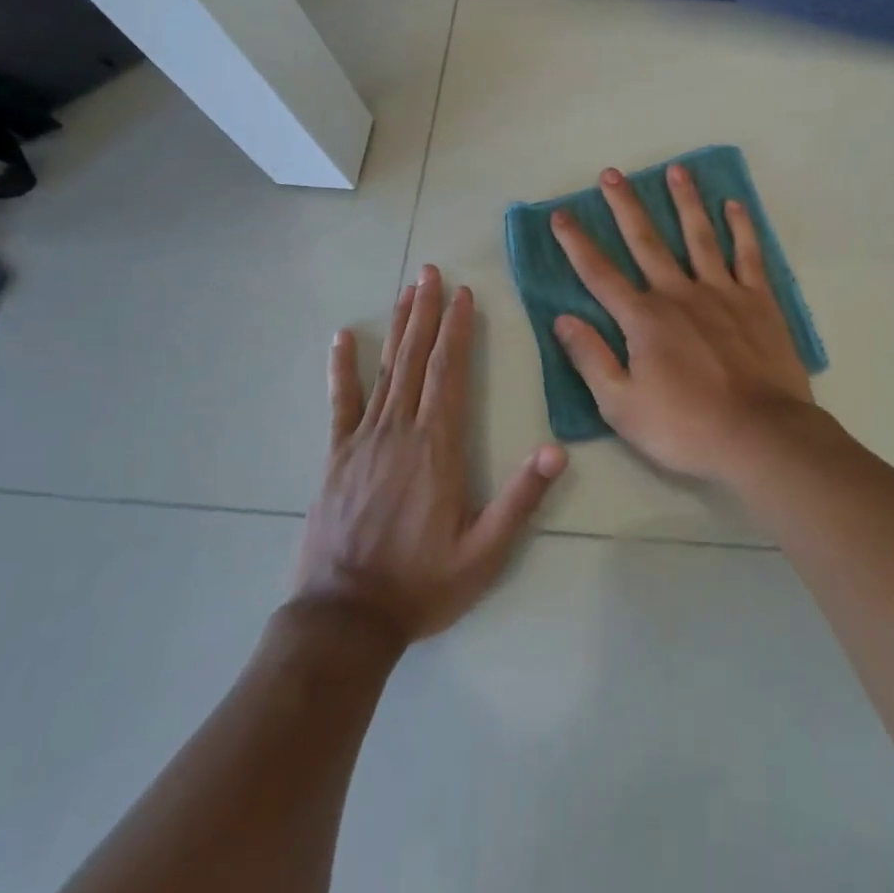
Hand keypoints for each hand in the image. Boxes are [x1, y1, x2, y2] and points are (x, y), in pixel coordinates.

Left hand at [293, 266, 567, 646]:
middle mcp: (400, 431)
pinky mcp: (336, 456)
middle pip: (416, 358)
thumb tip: (557, 450)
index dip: (457, 331)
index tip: (463, 295)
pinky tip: (343, 338)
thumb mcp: (484, 552)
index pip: (449, 373)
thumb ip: (521, 499)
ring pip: (385, 370)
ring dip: (398, 327)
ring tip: (407, 290)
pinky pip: (341, 403)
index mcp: (437, 447)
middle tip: (431, 271)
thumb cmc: (421, 584)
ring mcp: (363, 440)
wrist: (344, 620)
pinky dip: (342, 368)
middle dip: (427, 311)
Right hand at [548, 165, 817, 482]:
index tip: (561, 214)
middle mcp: (679, 294)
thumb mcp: (622, 405)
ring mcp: (722, 292)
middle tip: (612, 173)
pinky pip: (748, 255)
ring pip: (699, 236)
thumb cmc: (685, 427)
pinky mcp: (758, 301)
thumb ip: (591, 358)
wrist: (760, 436)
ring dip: (685, 201)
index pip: (600, 274)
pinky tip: (733, 205)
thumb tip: (562, 319)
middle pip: (646, 241)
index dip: (577, 243)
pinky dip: (741, 228)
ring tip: (676, 169)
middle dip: (625, 206)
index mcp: (643, 319)